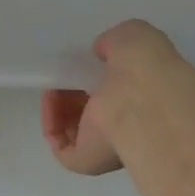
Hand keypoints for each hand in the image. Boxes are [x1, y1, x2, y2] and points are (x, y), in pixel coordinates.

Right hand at [41, 19, 194, 175]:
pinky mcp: (86, 159)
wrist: (142, 98)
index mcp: (145, 96)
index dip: (98, 78)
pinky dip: (51, 124)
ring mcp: (108, 145)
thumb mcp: (133, 36)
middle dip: (75, 95)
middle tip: (65, 76)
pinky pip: (61, 145)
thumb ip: (115, 42)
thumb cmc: (144, 65)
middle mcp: (129, 124)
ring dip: (60, 108)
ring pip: (77, 129)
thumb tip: (101, 52)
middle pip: (94, 111)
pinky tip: (50, 100)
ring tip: (53, 87)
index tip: (84, 65)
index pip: (117, 91)